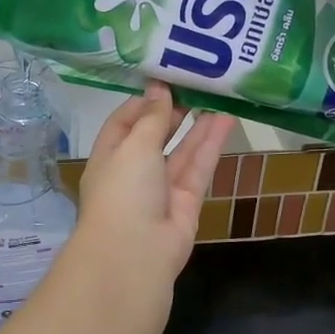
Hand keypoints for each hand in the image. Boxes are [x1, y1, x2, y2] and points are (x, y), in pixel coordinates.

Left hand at [77, 86, 234, 284]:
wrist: (135, 254)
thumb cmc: (123, 191)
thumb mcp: (134, 145)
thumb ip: (152, 118)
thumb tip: (158, 88)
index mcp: (108, 158)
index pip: (123, 123)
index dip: (143, 102)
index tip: (165, 79)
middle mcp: (133, 172)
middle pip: (154, 137)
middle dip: (173, 112)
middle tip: (196, 84)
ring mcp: (161, 190)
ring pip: (181, 152)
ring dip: (197, 125)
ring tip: (217, 94)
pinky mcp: (187, 203)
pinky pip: (198, 168)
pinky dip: (211, 144)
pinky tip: (226, 119)